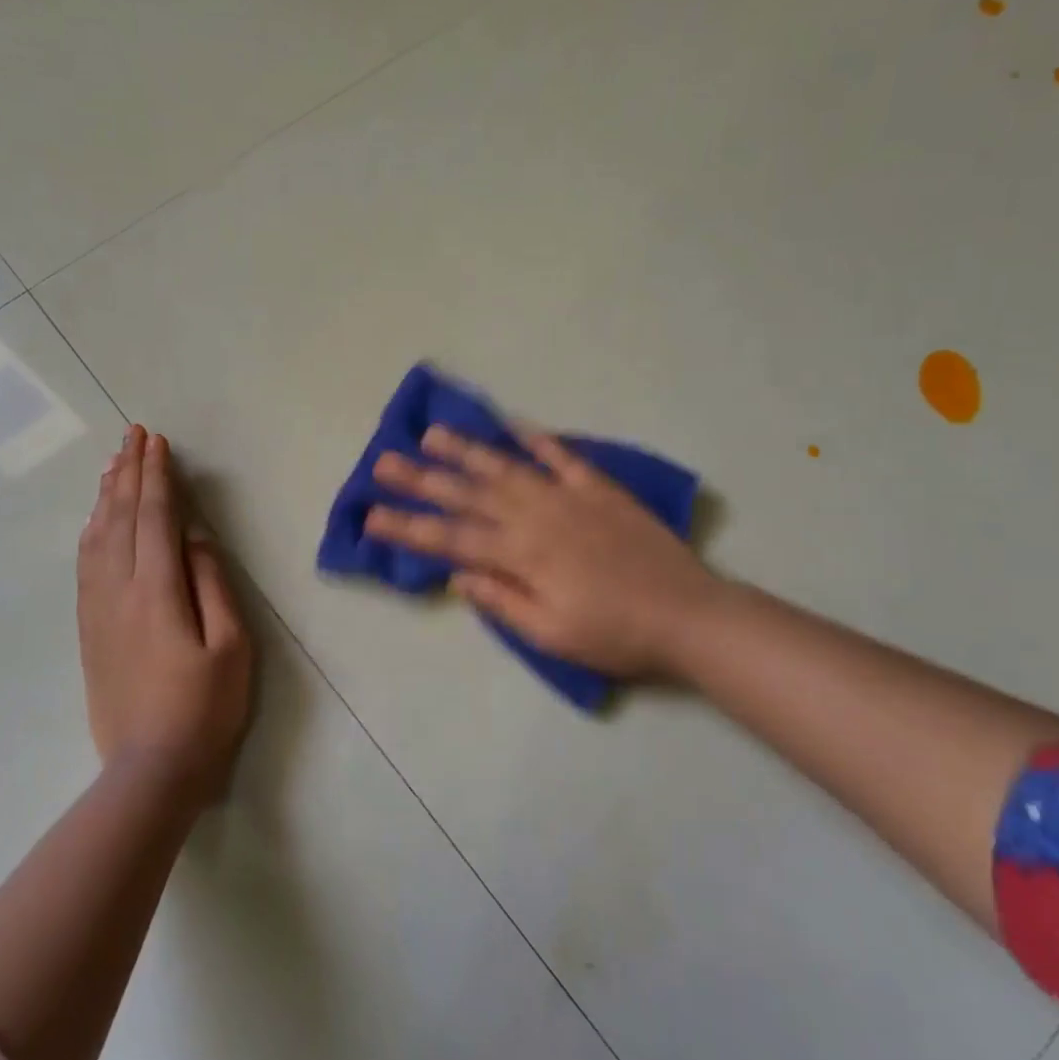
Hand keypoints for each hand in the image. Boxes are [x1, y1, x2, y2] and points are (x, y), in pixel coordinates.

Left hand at [78, 425, 252, 803]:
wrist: (150, 770)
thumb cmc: (205, 707)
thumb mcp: (231, 645)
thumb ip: (212, 584)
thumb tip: (195, 537)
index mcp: (157, 591)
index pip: (154, 517)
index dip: (157, 476)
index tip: (157, 442)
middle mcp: (119, 591)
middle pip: (120, 518)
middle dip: (129, 473)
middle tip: (134, 435)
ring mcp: (98, 610)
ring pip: (97, 538)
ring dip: (107, 496)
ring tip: (115, 464)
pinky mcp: (89, 629)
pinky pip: (85, 565)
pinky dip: (91, 531)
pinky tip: (95, 519)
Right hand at [365, 425, 721, 679]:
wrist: (687, 614)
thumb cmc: (615, 635)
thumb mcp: (552, 635)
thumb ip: (502, 601)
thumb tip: (458, 574)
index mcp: (521, 556)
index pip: (450, 539)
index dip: (407, 528)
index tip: (370, 516)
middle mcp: (536, 518)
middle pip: (468, 495)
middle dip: (422, 479)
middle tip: (384, 461)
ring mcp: (567, 497)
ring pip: (506, 468)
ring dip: (467, 450)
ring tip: (432, 434)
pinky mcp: (598, 488)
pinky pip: (562, 457)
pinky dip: (537, 439)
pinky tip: (513, 424)